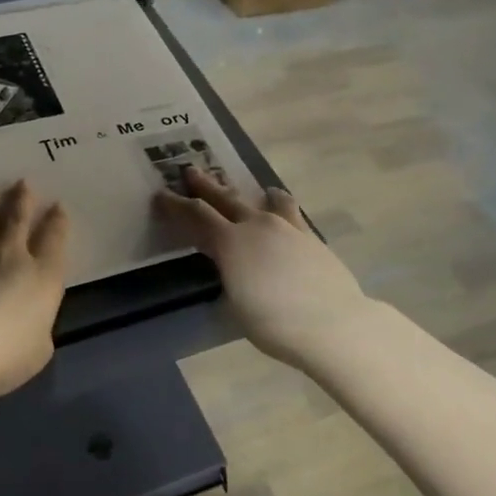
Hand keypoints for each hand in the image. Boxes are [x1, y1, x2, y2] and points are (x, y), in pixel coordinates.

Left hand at [0, 181, 69, 401]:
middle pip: (18, 222)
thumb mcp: (38, 351)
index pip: (54, 241)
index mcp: (44, 279)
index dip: (57, 222)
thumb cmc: (6, 356)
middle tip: (22, 181)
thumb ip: (38, 330)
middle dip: (22, 200)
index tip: (58, 205)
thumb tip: (31, 324)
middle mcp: (13, 261)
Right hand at [154, 168, 370, 368]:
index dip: (176, 205)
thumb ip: (229, 275)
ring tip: (257, 190)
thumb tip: (229, 265)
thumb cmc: (274, 324)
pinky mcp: (312, 237)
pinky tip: (283, 212)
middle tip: (191, 171)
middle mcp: (258, 226)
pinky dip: (281, 207)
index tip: (161, 195)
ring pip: (266, 200)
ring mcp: (289, 228)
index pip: (197, 215)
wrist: (333, 324)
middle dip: (206, 185)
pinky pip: (291, 213)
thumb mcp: (236, 304)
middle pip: (226, 198)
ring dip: (252, 193)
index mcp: (231, 242)